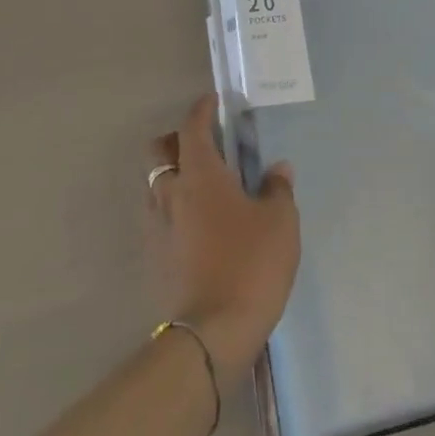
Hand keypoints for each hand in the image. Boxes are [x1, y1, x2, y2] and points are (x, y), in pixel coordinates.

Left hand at [148, 95, 300, 389]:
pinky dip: (173, 207)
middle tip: (204, 144)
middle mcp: (170, 194)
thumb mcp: (280, 223)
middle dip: (176, 139)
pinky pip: (158, 216)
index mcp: (200, 176)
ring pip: (155, 185)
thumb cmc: (251, 264)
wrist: (212, 333)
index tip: (212, 102)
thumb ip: (278, 190)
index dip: (201, 111)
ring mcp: (156, 227)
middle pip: (159, 152)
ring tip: (203, 185)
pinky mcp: (154, 257)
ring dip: (173, 174)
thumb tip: (277, 170)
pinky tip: (198, 223)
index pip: (192, 129)